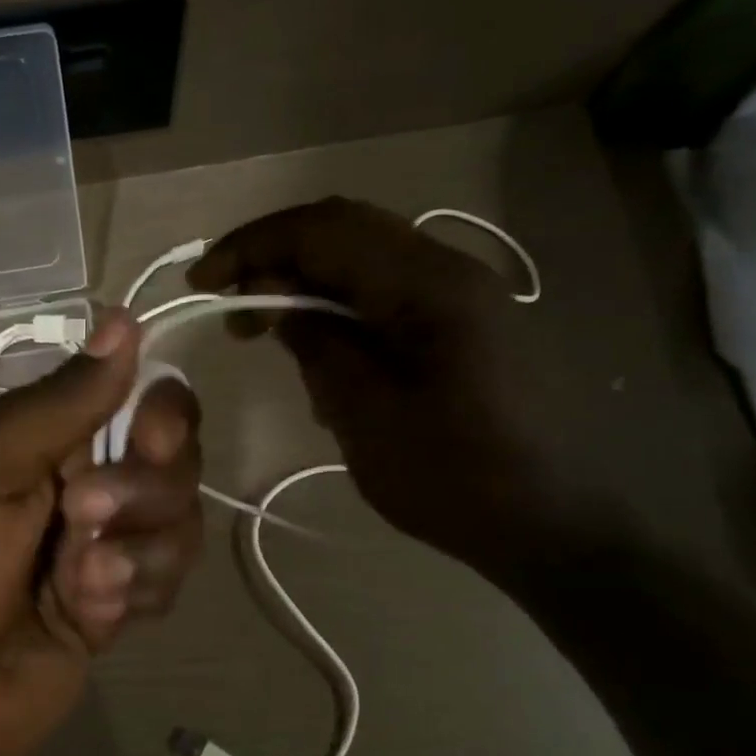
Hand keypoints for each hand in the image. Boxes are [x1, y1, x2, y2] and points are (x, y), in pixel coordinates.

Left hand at [0, 310, 202, 755]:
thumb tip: (124, 319)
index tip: (151, 433)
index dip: (163, 410)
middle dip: (144, 491)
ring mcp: (107, 546)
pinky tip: (84, 617)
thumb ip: (60, 402)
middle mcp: (85, 482)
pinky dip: (129, 594)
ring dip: (134, 551)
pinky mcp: (120, 603)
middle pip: (175, 461)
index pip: (139, 398)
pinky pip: (167, 580)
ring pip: (180, 522)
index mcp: (45, 438)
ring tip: (77, 582)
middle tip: (84, 516)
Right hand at [188, 196, 616, 577]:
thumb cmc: (455, 478)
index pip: (324, 230)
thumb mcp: (365, 416)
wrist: (553, 525)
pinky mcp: (464, 322)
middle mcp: (450, 270)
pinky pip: (387, 293)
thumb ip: (318, 344)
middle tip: (229, 303)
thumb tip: (277, 300)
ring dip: (307, 282)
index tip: (202, 284)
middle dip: (275, 257)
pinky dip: (340, 307)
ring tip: (267, 331)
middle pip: (345, 230)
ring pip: (364, 259)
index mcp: (429, 286)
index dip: (253, 246)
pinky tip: (322, 354)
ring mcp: (462, 294)